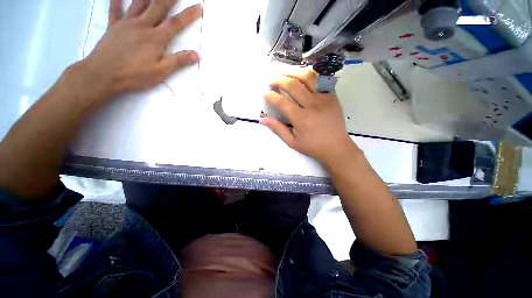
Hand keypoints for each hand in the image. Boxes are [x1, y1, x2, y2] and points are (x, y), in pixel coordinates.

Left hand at [81, 0, 201, 96]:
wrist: (103, 74)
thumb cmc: (134, 75)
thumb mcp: (161, 72)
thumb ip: (179, 61)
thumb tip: (197, 55)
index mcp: (155, 38)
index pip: (176, 23)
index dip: (189, 14)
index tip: (199, 7)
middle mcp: (142, 25)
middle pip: (158, 6)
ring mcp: (126, 24)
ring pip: (138, 3)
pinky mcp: (113, 26)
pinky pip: (114, 9)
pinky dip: (116, 0)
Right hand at [261, 69, 358, 165]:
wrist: (337, 147)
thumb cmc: (313, 146)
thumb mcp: (292, 142)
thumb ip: (278, 129)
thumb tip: (263, 120)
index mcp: (301, 119)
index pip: (282, 102)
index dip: (271, 96)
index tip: (265, 94)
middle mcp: (312, 105)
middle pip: (293, 85)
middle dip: (279, 80)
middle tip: (271, 81)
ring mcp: (324, 98)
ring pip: (307, 77)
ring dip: (293, 72)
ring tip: (284, 74)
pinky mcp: (332, 96)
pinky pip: (320, 80)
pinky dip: (309, 75)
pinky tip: (301, 76)